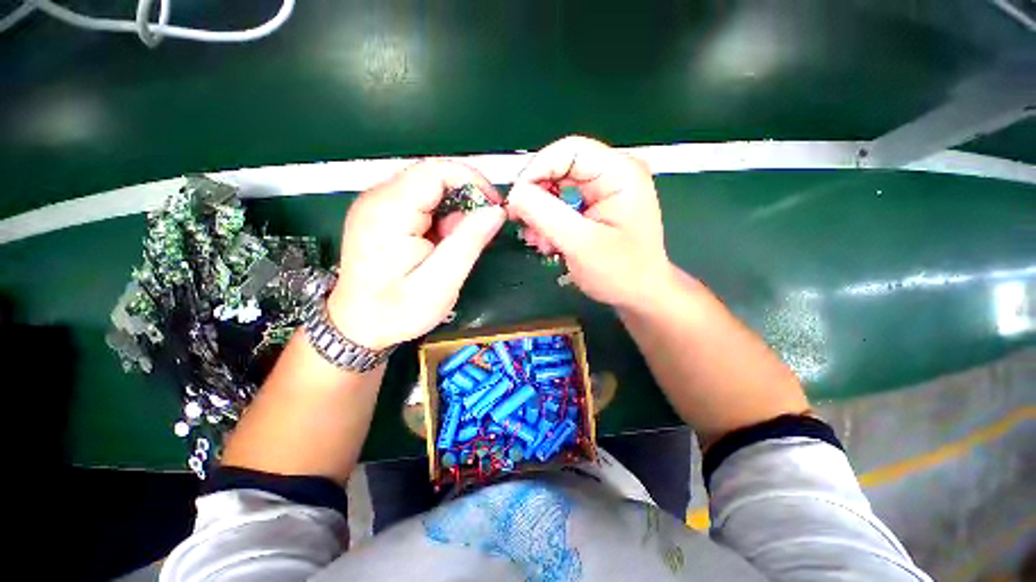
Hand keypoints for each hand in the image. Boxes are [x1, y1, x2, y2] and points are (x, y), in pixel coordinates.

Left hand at [327, 160, 504, 349]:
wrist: (358, 325)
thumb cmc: (397, 310)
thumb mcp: (441, 282)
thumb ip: (469, 242)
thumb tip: (496, 211)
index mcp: (389, 212)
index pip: (436, 171)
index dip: (472, 181)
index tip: (494, 207)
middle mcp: (378, 198)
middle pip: (433, 177)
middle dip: (464, 200)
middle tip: (476, 234)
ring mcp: (377, 204)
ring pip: (429, 189)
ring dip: (453, 212)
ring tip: (454, 246)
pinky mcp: (381, 213)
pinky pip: (420, 202)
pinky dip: (440, 218)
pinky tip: (440, 244)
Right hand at [507, 135, 670, 307]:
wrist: (639, 295)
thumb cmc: (620, 272)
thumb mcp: (581, 243)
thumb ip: (545, 214)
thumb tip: (515, 194)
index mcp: (619, 173)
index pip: (569, 150)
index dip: (536, 169)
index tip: (516, 200)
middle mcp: (611, 174)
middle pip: (559, 169)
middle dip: (536, 198)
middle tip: (523, 225)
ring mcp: (601, 192)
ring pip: (555, 189)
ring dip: (540, 214)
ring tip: (538, 241)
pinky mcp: (592, 208)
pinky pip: (560, 205)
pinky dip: (548, 223)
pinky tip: (548, 243)